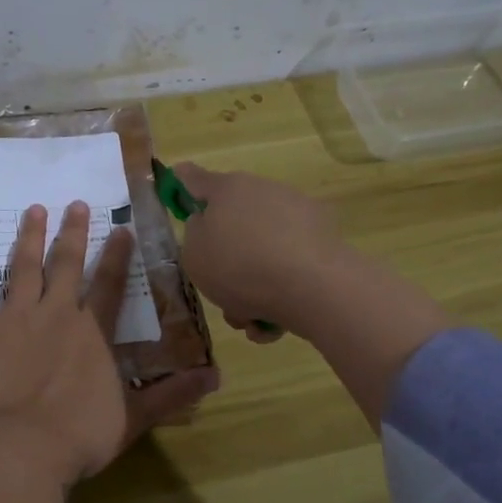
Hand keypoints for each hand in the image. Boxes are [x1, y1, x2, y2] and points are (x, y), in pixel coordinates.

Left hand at [0, 202, 217, 486]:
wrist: (25, 448)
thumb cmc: (81, 436)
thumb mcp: (134, 418)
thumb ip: (171, 394)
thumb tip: (216, 377)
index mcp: (93, 332)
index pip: (110, 285)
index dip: (116, 256)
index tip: (120, 228)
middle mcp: (57, 314)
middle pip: (66, 265)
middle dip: (72, 232)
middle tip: (74, 203)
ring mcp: (16, 319)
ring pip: (23, 268)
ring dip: (29, 237)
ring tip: (33, 210)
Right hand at [171, 163, 351, 341]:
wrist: (313, 287)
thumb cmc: (239, 265)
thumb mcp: (194, 255)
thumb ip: (194, 235)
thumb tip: (209, 225)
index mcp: (227, 189)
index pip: (194, 179)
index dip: (181, 184)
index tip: (177, 185)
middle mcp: (263, 192)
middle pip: (234, 223)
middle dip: (226, 260)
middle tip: (220, 291)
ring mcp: (298, 215)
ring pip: (262, 251)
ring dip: (252, 286)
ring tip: (250, 320)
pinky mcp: (324, 241)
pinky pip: (290, 266)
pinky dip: (280, 292)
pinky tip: (274, 323)